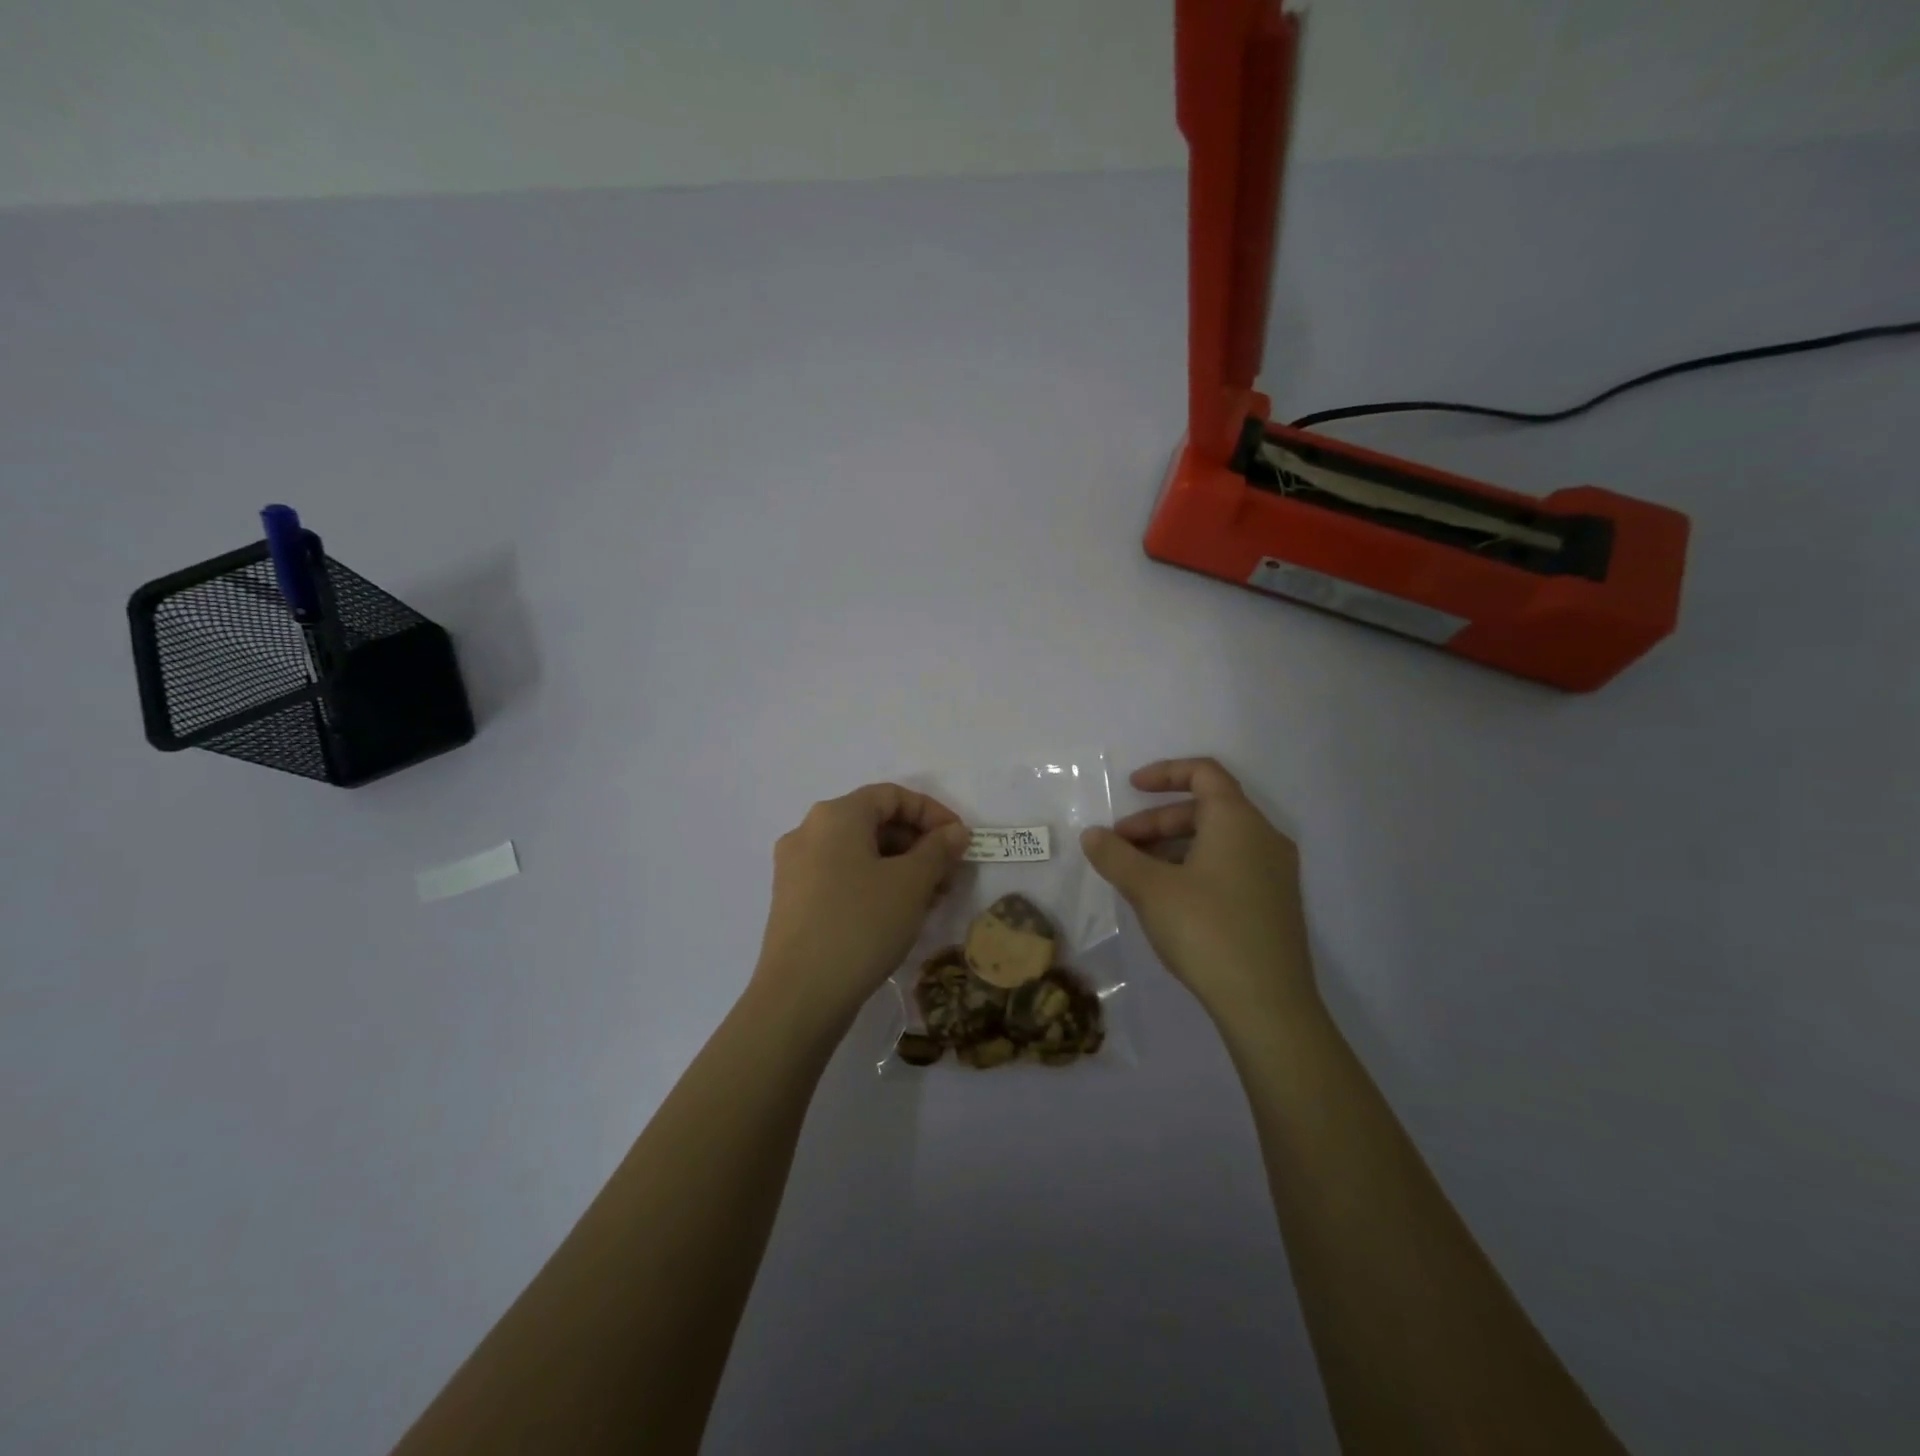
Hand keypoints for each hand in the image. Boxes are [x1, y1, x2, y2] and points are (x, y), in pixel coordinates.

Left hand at [753, 783, 971, 1032]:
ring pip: (860, 852)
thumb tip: (955, 832)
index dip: (932, 813)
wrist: (800, 996)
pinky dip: (875, 884)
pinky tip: (898, 914)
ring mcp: (796, 867)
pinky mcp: (793, 900)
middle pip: (874, 822)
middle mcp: (809, 831)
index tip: (960, 841)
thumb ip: (938, 850)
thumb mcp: (911, 884)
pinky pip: (842, 876)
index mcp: (835, 815)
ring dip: (901, 867)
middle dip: (918, 844)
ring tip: (930, 900)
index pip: (892, 795)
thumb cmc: (861, 925)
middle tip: (949, 876)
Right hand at [1081, 758, 1314, 1021]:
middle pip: (1205, 809)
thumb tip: (1092, 835)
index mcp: (1238, 820)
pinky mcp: (1275, 903)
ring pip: (1216, 841)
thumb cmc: (1206, 930)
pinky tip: (1169, 900)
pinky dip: (1195, 867)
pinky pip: (1230, 866)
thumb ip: (1116, 856)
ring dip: (1172, 847)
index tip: (1130, 789)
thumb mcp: (1149, 889)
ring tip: (1137, 876)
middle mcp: (1263, 837)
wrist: (1268, 1005)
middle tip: (1120, 846)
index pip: (1204, 772)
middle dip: (1156, 821)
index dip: (1164, 773)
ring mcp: (1275, 872)